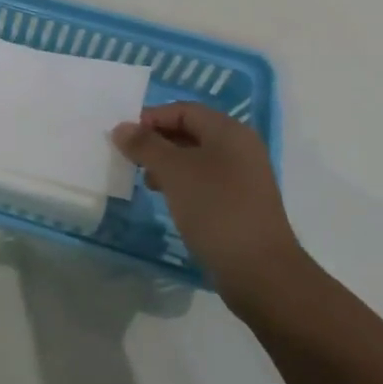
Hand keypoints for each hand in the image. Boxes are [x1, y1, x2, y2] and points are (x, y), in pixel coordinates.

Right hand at [112, 101, 306, 317]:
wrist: (261, 273)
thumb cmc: (216, 209)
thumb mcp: (173, 171)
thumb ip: (145, 145)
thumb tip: (121, 128)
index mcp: (229, 131)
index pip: (183, 110)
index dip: (152, 118)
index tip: (125, 137)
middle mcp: (240, 148)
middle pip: (191, 132)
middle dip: (158, 142)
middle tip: (131, 158)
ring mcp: (244, 178)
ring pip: (197, 159)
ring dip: (168, 164)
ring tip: (146, 181)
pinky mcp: (241, 204)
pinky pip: (205, 182)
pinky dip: (183, 184)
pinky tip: (168, 199)